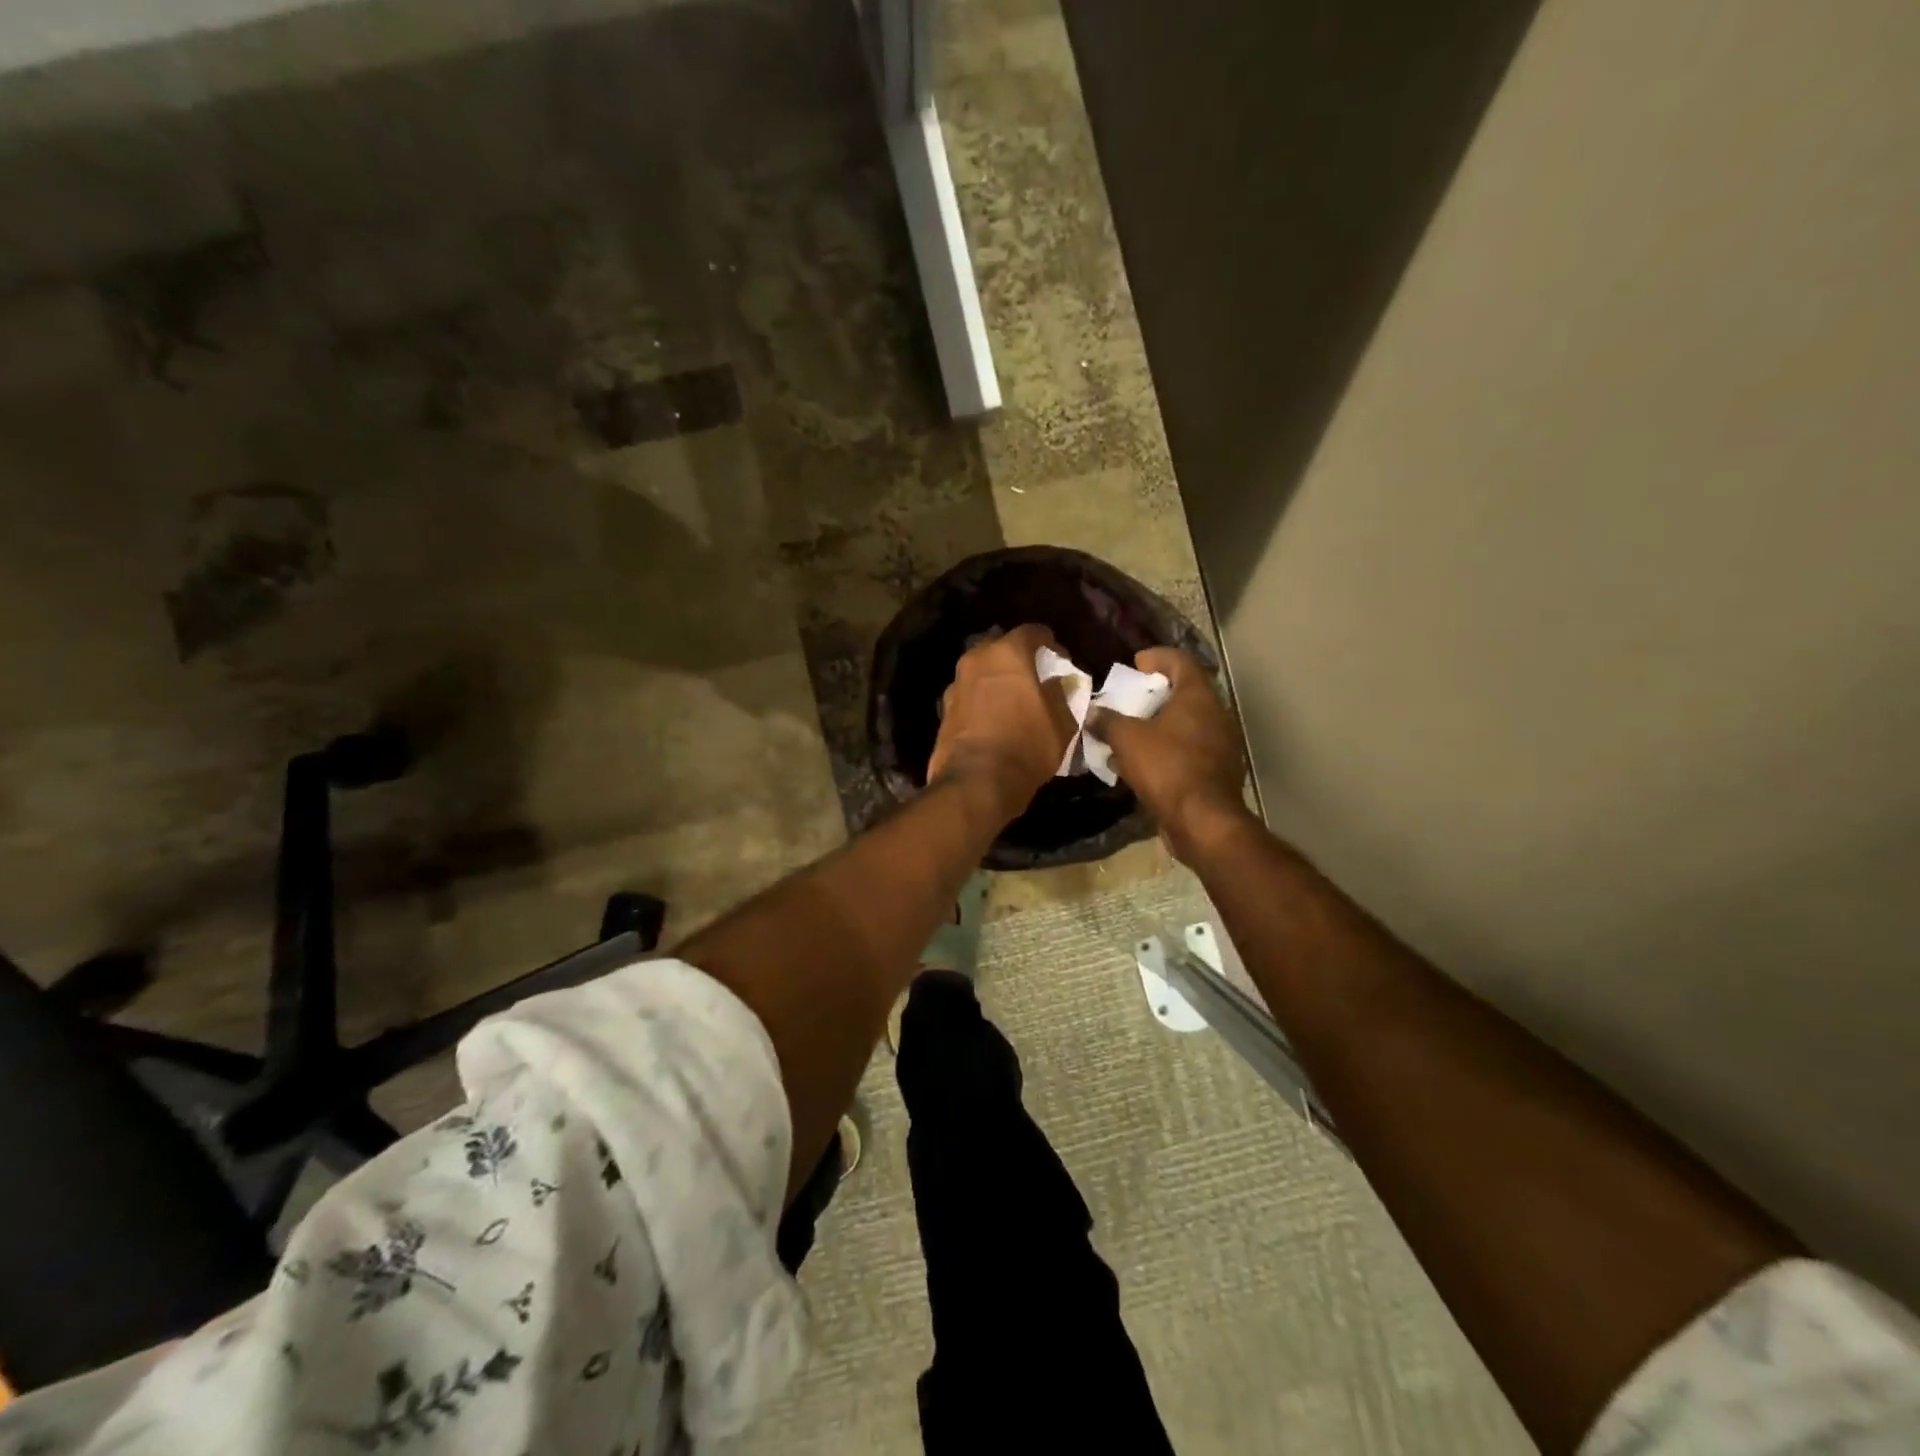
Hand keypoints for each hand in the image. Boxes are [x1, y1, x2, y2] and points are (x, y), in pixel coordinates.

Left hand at [927, 624, 1077, 821]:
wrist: (977, 781)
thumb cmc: (1026, 745)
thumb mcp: (1061, 723)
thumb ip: (1062, 695)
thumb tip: (1059, 683)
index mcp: (1008, 654)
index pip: (1032, 632)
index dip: (1050, 643)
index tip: (1060, 659)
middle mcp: (977, 660)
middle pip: (1001, 647)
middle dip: (1018, 658)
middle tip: (1034, 677)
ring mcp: (956, 684)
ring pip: (981, 671)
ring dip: (996, 680)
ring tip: (1012, 700)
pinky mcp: (943, 710)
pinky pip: (969, 695)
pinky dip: (981, 700)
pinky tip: (992, 718)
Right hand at [1088, 647, 1249, 858]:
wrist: (1202, 821)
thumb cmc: (1166, 768)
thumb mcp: (1126, 740)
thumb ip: (1107, 721)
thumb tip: (1092, 713)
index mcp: (1198, 697)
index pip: (1180, 660)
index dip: (1156, 657)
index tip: (1134, 664)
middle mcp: (1216, 714)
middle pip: (1185, 692)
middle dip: (1155, 694)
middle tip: (1129, 701)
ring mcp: (1221, 744)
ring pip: (1187, 724)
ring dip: (1160, 725)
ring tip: (1131, 734)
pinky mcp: (1218, 771)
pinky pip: (1189, 750)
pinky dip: (1168, 750)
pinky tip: (1144, 764)